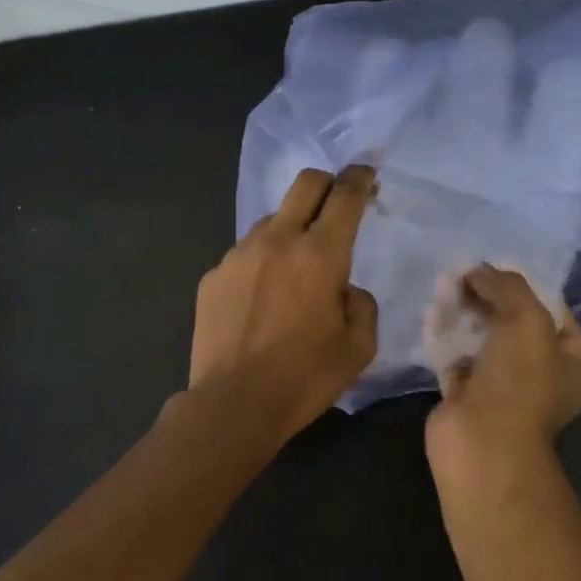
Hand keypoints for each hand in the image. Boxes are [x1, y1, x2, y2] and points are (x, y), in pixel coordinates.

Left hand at [189, 165, 378, 441]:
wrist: (232, 404)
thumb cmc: (304, 378)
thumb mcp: (358, 348)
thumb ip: (361, 305)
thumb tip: (344, 289)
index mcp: (320, 255)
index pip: (345, 195)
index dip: (360, 178)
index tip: (367, 177)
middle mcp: (277, 241)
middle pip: (304, 184)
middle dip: (327, 183)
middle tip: (337, 204)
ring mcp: (238, 255)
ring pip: (271, 220)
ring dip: (290, 229)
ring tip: (293, 270)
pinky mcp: (212, 276)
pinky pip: (244, 255)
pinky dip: (261, 263)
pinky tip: (261, 299)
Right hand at [425, 265, 580, 470]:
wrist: (480, 443)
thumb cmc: (519, 382)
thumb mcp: (527, 320)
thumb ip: (507, 286)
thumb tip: (477, 269)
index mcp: (575, 361)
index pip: (555, 310)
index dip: (527, 285)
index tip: (496, 266)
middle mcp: (544, 374)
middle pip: (515, 322)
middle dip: (490, 296)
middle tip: (464, 274)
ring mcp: (505, 386)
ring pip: (484, 338)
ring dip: (465, 313)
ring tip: (445, 286)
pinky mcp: (468, 394)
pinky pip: (457, 356)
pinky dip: (446, 336)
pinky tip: (432, 313)